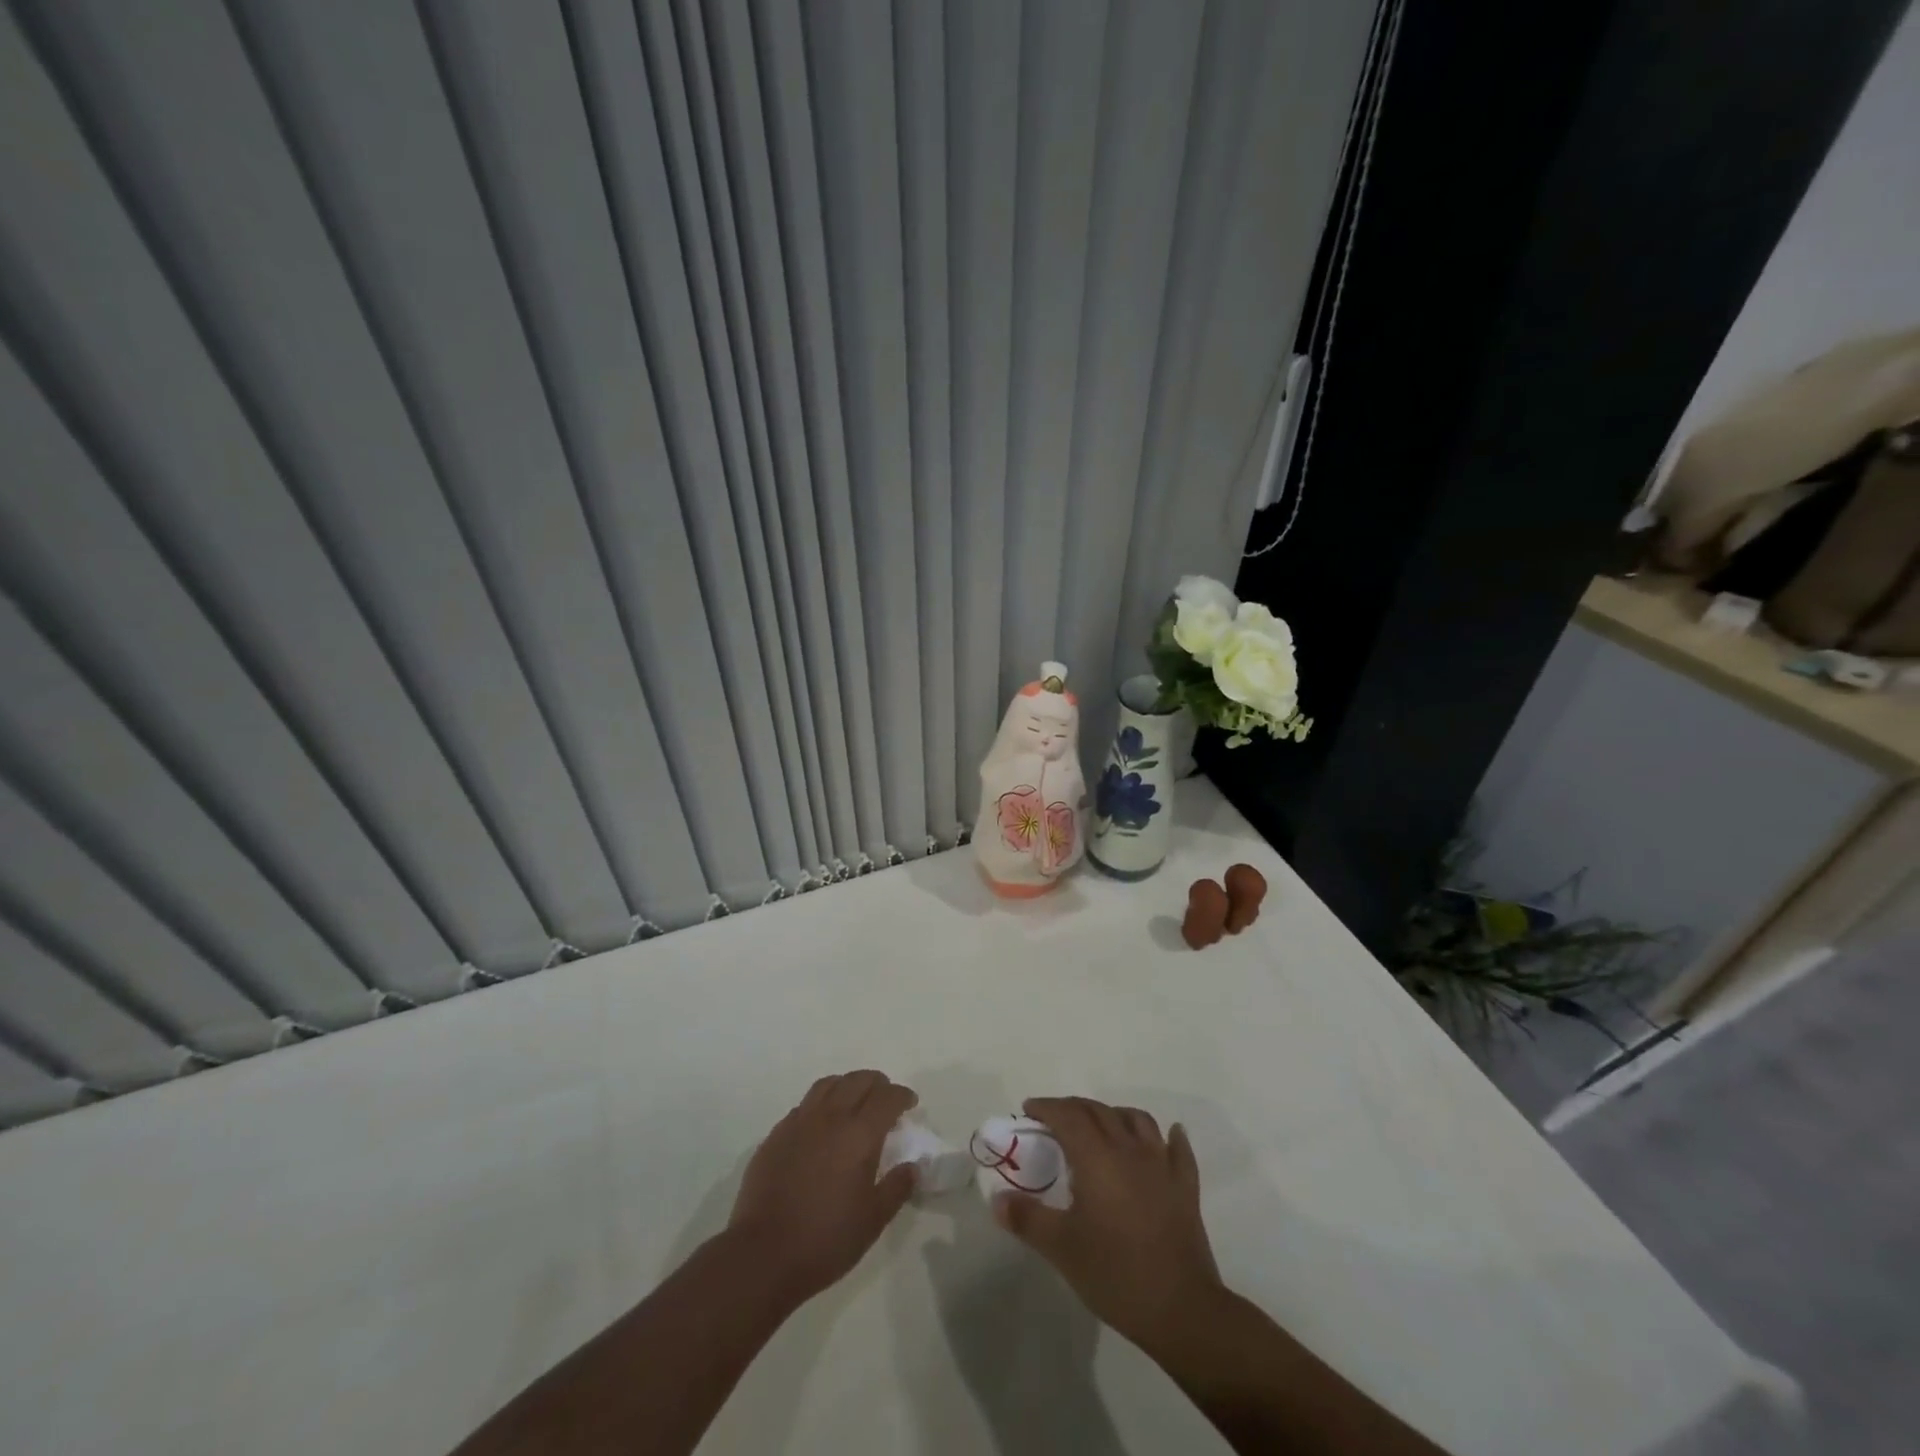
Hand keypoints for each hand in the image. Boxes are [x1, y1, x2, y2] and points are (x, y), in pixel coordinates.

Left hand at [726, 1069, 918, 1309]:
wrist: (762, 1255)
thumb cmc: (825, 1239)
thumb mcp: (873, 1220)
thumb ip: (896, 1188)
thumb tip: (912, 1166)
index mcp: (859, 1134)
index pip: (887, 1097)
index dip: (902, 1096)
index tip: (910, 1104)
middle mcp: (830, 1117)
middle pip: (858, 1080)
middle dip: (878, 1084)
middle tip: (886, 1100)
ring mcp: (799, 1122)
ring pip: (828, 1085)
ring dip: (847, 1086)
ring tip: (854, 1102)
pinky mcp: (777, 1134)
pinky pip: (804, 1105)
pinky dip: (821, 1104)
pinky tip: (821, 1125)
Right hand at [992, 1096, 1224, 1356]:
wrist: (1180, 1309)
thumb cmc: (1115, 1274)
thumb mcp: (1061, 1249)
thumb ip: (1027, 1218)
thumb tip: (997, 1199)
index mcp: (1097, 1157)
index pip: (1067, 1116)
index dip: (1046, 1108)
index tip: (1028, 1110)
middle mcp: (1129, 1149)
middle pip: (1099, 1111)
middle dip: (1073, 1108)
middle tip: (1054, 1119)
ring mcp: (1161, 1165)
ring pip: (1138, 1120)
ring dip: (1115, 1115)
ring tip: (1102, 1125)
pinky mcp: (1185, 1187)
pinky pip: (1178, 1150)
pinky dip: (1170, 1137)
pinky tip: (1168, 1136)